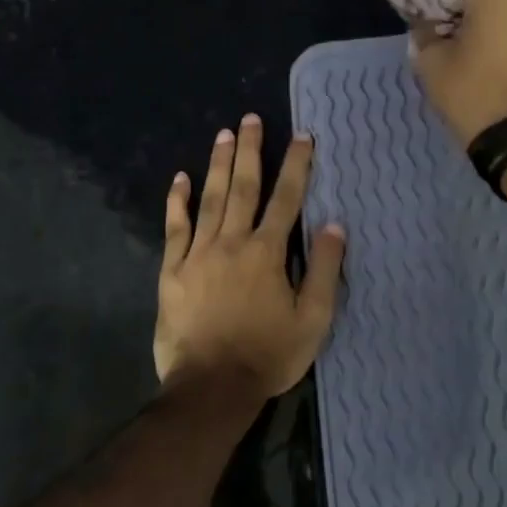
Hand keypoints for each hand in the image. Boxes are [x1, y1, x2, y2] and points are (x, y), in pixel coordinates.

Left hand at [155, 115, 346, 400]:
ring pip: (210, 200)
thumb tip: (334, 225)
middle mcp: (232, 242)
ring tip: (223, 134)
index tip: (302, 136)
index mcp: (267, 252)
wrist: (211, 387)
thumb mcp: (313, 319)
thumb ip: (323, 270)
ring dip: (218, 165)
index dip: (297, 165)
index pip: (287, 199)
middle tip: (250, 119)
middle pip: (243, 187)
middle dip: (250, 151)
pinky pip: (175, 228)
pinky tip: (180, 179)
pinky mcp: (172, 271)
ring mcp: (198, 254)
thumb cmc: (268, 354)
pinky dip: (177, 202)